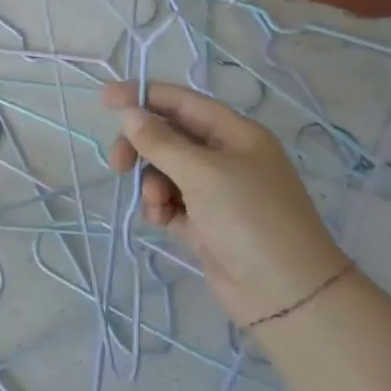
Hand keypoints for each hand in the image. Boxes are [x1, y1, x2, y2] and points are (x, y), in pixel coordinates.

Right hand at [103, 82, 347, 327]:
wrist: (285, 293)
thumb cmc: (250, 218)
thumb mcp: (203, 173)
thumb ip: (161, 142)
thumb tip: (129, 113)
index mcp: (235, 134)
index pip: (182, 102)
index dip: (144, 96)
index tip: (104, 99)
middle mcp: (225, 157)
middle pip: (169, 137)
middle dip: (142, 147)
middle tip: (118, 164)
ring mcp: (215, 192)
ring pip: (164, 171)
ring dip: (151, 184)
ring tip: (157, 206)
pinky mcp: (204, 222)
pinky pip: (169, 202)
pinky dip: (160, 207)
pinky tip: (162, 221)